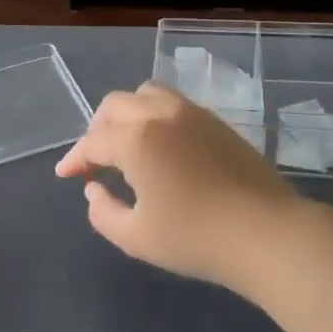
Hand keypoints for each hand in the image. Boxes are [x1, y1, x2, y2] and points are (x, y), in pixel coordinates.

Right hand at [56, 83, 309, 297]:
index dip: (75, 158)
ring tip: (126, 144)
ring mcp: (192, 113)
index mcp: (136, 139)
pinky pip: (173, 103)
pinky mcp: (216, 122)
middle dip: (97, 129)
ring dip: (127, 114)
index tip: (65, 175)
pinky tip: (160, 146)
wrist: (267, 233)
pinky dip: (154, 115)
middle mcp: (160, 114)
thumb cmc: (196, 238)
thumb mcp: (136, 237)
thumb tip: (93, 189)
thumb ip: (103, 212)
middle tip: (95, 160)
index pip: (93, 141)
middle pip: (115, 105)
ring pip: (146, 94)